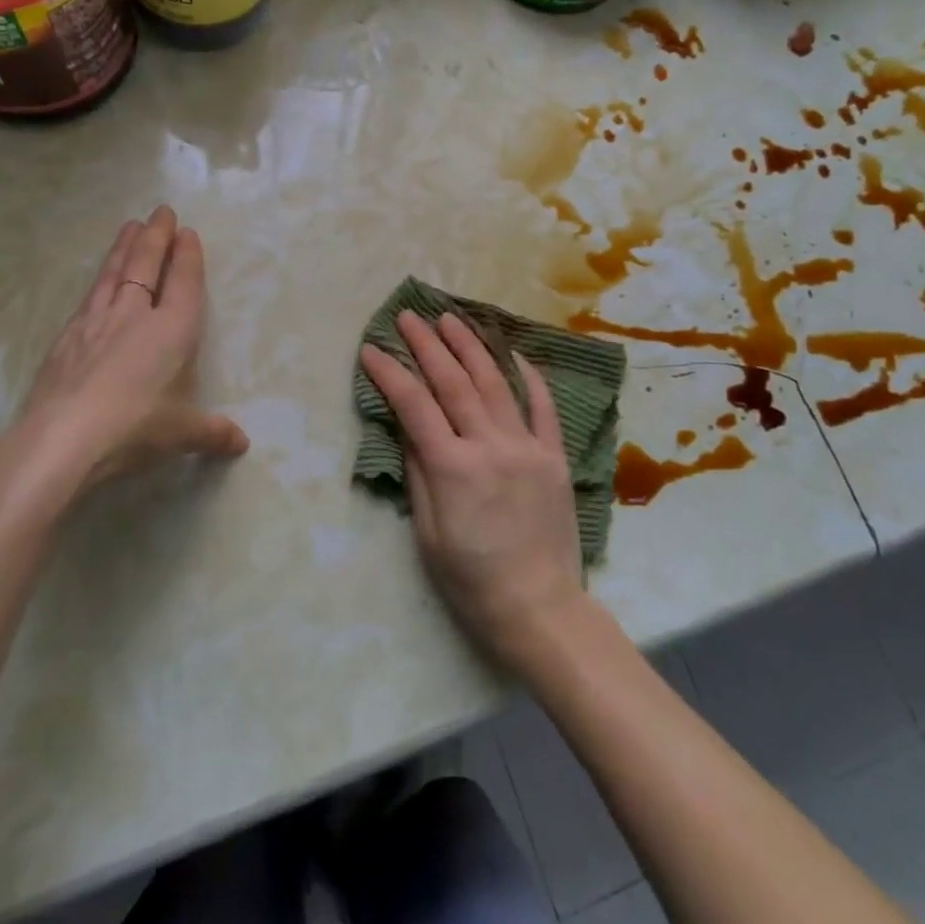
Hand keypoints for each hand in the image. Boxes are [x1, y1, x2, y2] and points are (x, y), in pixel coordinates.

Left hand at [0, 207, 248, 514]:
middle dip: (156, 237)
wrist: (62, 438)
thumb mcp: (183, 434)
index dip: (187, 256)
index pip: (183, 283)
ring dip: (124, 247)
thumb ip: (213, 433)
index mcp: (172, 331)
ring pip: (113, 273)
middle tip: (161, 211)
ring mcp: (96, 323)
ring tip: (130, 226)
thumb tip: (241, 444)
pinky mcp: (66, 338)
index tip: (187, 232)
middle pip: (146, 265)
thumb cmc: (135, 427)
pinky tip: (97, 282)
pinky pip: (89, 297)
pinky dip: (98, 281)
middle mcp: (134, 316)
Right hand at [360, 312, 587, 672]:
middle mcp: (490, 446)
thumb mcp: (427, 533)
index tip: (371, 348)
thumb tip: (405, 424)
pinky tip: (511, 351)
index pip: (414, 405)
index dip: (390, 373)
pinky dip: (527, 375)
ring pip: (495, 383)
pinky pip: (543, 406)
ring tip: (451, 318)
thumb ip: (418, 472)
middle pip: (454, 382)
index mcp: (453, 468)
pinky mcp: (553, 455)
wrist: (539, 608)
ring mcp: (527, 447)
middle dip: (427, 345)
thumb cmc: (471, 580)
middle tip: (408, 316)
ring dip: (470, 346)